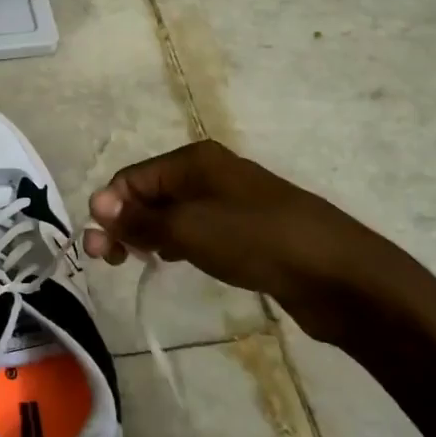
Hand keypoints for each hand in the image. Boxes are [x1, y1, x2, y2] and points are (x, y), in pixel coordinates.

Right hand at [83, 140, 417, 346]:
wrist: (338, 275)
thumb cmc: (257, 241)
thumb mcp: (189, 229)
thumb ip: (140, 219)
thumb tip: (96, 203)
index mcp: (194, 161)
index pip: (132, 178)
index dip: (110, 208)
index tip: (100, 247)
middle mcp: (209, 174)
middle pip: (150, 194)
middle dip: (124, 222)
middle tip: (109, 260)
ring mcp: (229, 202)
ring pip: (172, 214)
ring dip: (146, 234)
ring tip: (134, 263)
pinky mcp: (245, 231)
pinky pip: (195, 231)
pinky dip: (175, 243)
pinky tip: (171, 261)